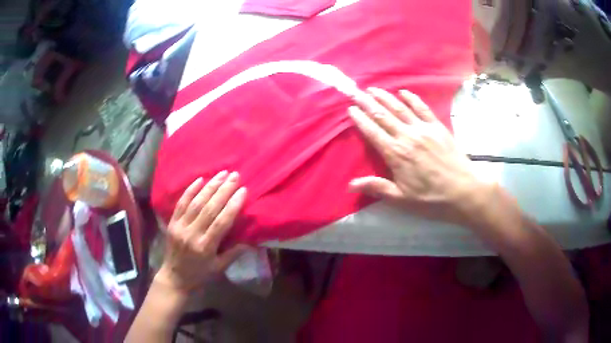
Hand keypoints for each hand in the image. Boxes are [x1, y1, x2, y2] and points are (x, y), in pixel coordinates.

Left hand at [155, 171, 248, 292]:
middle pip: (209, 208)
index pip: (221, 222)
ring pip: (196, 202)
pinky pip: (181, 203)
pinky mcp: (172, 222)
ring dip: (210, 186)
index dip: (233, 205)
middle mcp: (192, 234)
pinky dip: (190, 190)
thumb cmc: (200, 274)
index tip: (243, 190)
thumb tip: (250, 238)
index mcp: (205, 247)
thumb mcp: (219, 268)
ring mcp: (180, 227)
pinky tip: (200, 179)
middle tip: (235, 176)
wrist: (175, 277)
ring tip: (222, 173)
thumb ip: (234, 252)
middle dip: (223, 190)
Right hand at [348, 88, 492, 228]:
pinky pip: (422, 108)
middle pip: (383, 116)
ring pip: (400, 108)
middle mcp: (407, 137)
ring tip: (373, 89)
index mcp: (396, 154)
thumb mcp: (402, 199)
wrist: (463, 191)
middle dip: (368, 103)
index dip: (360, 120)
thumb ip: (377, 187)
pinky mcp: (437, 127)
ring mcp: (423, 129)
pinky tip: (403, 91)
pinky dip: (412, 98)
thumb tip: (350, 185)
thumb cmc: (431, 199)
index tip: (351, 109)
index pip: (373, 132)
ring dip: (385, 97)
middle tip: (356, 92)